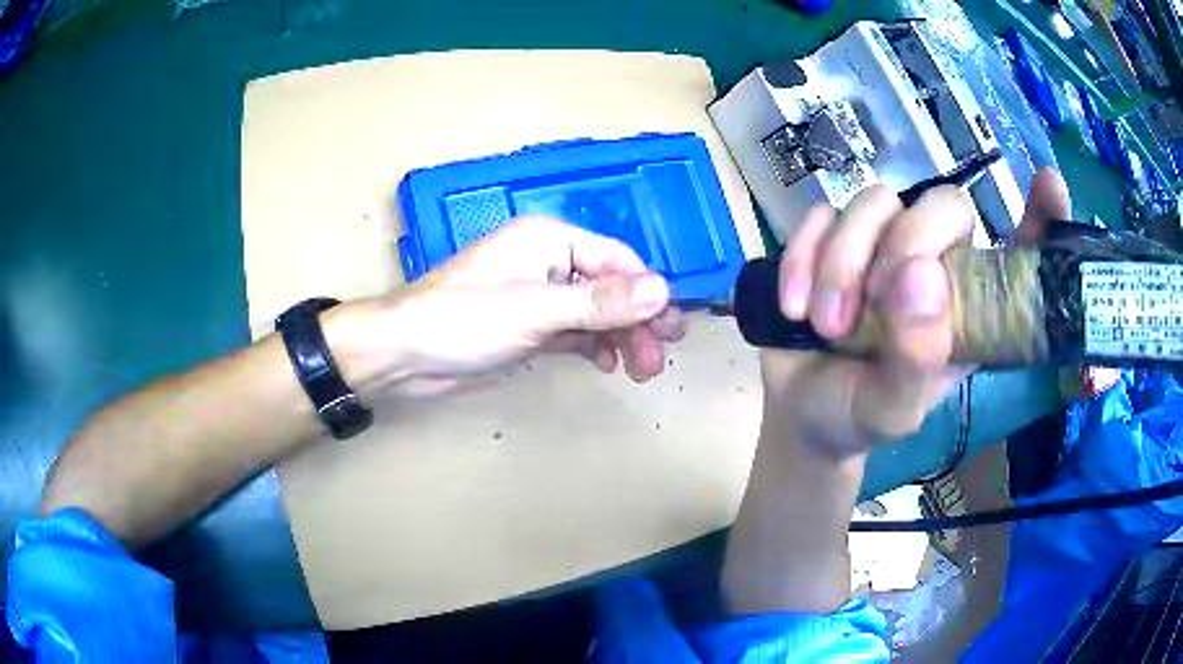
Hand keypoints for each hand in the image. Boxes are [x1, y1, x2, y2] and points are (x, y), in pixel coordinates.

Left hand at [334, 216, 684, 398]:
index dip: (647, 291)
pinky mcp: (528, 326)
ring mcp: (537, 295)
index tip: (671, 328)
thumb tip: (663, 290)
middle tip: (657, 359)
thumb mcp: (535, 310)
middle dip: (636, 321)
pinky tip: (606, 363)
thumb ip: (600, 302)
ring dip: (619, 337)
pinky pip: (573, 331)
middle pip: (609, 287)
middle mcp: (547, 261)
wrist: (404, 355)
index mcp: (549, 240)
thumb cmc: (464, 319)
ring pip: (594, 312)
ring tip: (638, 370)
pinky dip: (593, 345)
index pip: (616, 259)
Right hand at [761, 168, 1071, 458]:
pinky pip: (820, 215)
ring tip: (827, 327)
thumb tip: (917, 276)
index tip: (1050, 186)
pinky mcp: (831, 237)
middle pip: (942, 203)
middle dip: (904, 245)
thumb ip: (915, 360)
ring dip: (842, 264)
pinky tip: (794, 306)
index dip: (1040, 217)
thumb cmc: (860, 416)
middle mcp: (935, 263)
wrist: (800, 414)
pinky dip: (802, 257)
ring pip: (874, 201)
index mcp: (970, 307)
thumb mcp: (894, 411)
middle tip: (872, 307)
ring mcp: (882, 244)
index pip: (1018, 252)